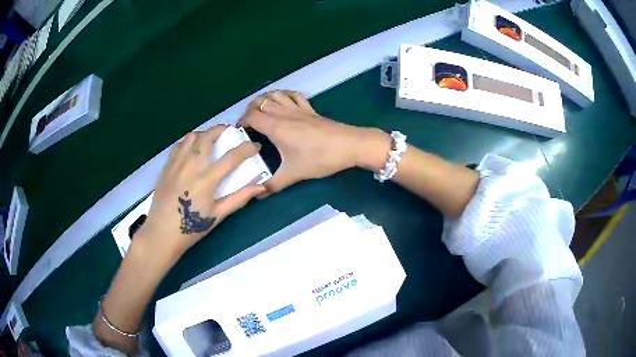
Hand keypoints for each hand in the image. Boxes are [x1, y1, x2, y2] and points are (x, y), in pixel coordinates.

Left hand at [137, 125, 265, 258]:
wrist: (162, 232)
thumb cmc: (192, 227)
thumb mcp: (218, 215)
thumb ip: (239, 198)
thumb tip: (261, 187)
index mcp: (207, 179)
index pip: (232, 157)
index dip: (247, 149)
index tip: (255, 146)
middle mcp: (192, 165)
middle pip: (208, 136)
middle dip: (221, 129)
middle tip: (229, 131)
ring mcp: (177, 163)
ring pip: (191, 136)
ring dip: (204, 133)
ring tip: (209, 139)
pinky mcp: (166, 166)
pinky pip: (178, 145)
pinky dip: (188, 141)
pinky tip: (191, 149)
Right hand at [240, 90, 390, 194]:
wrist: (349, 145)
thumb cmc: (319, 158)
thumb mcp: (293, 174)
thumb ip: (273, 185)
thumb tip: (257, 195)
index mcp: (276, 127)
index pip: (251, 116)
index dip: (241, 122)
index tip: (239, 133)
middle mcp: (284, 113)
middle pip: (260, 101)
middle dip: (249, 110)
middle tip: (248, 124)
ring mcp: (298, 109)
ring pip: (276, 94)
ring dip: (265, 99)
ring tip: (261, 112)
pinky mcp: (310, 109)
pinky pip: (294, 95)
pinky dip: (284, 95)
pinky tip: (284, 103)